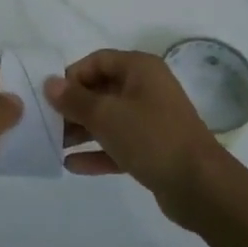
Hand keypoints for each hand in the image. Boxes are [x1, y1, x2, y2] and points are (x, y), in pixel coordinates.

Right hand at [46, 49, 226, 224]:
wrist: (200, 185)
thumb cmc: (151, 137)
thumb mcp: (106, 115)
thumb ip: (74, 99)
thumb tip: (50, 83)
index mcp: (140, 69)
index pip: (98, 61)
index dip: (72, 76)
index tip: (50, 98)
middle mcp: (147, 88)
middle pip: (101, 90)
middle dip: (73, 107)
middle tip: (46, 124)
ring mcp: (152, 120)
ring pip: (109, 119)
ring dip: (82, 130)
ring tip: (53, 145)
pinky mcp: (153, 149)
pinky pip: (118, 144)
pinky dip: (97, 152)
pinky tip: (72, 165)